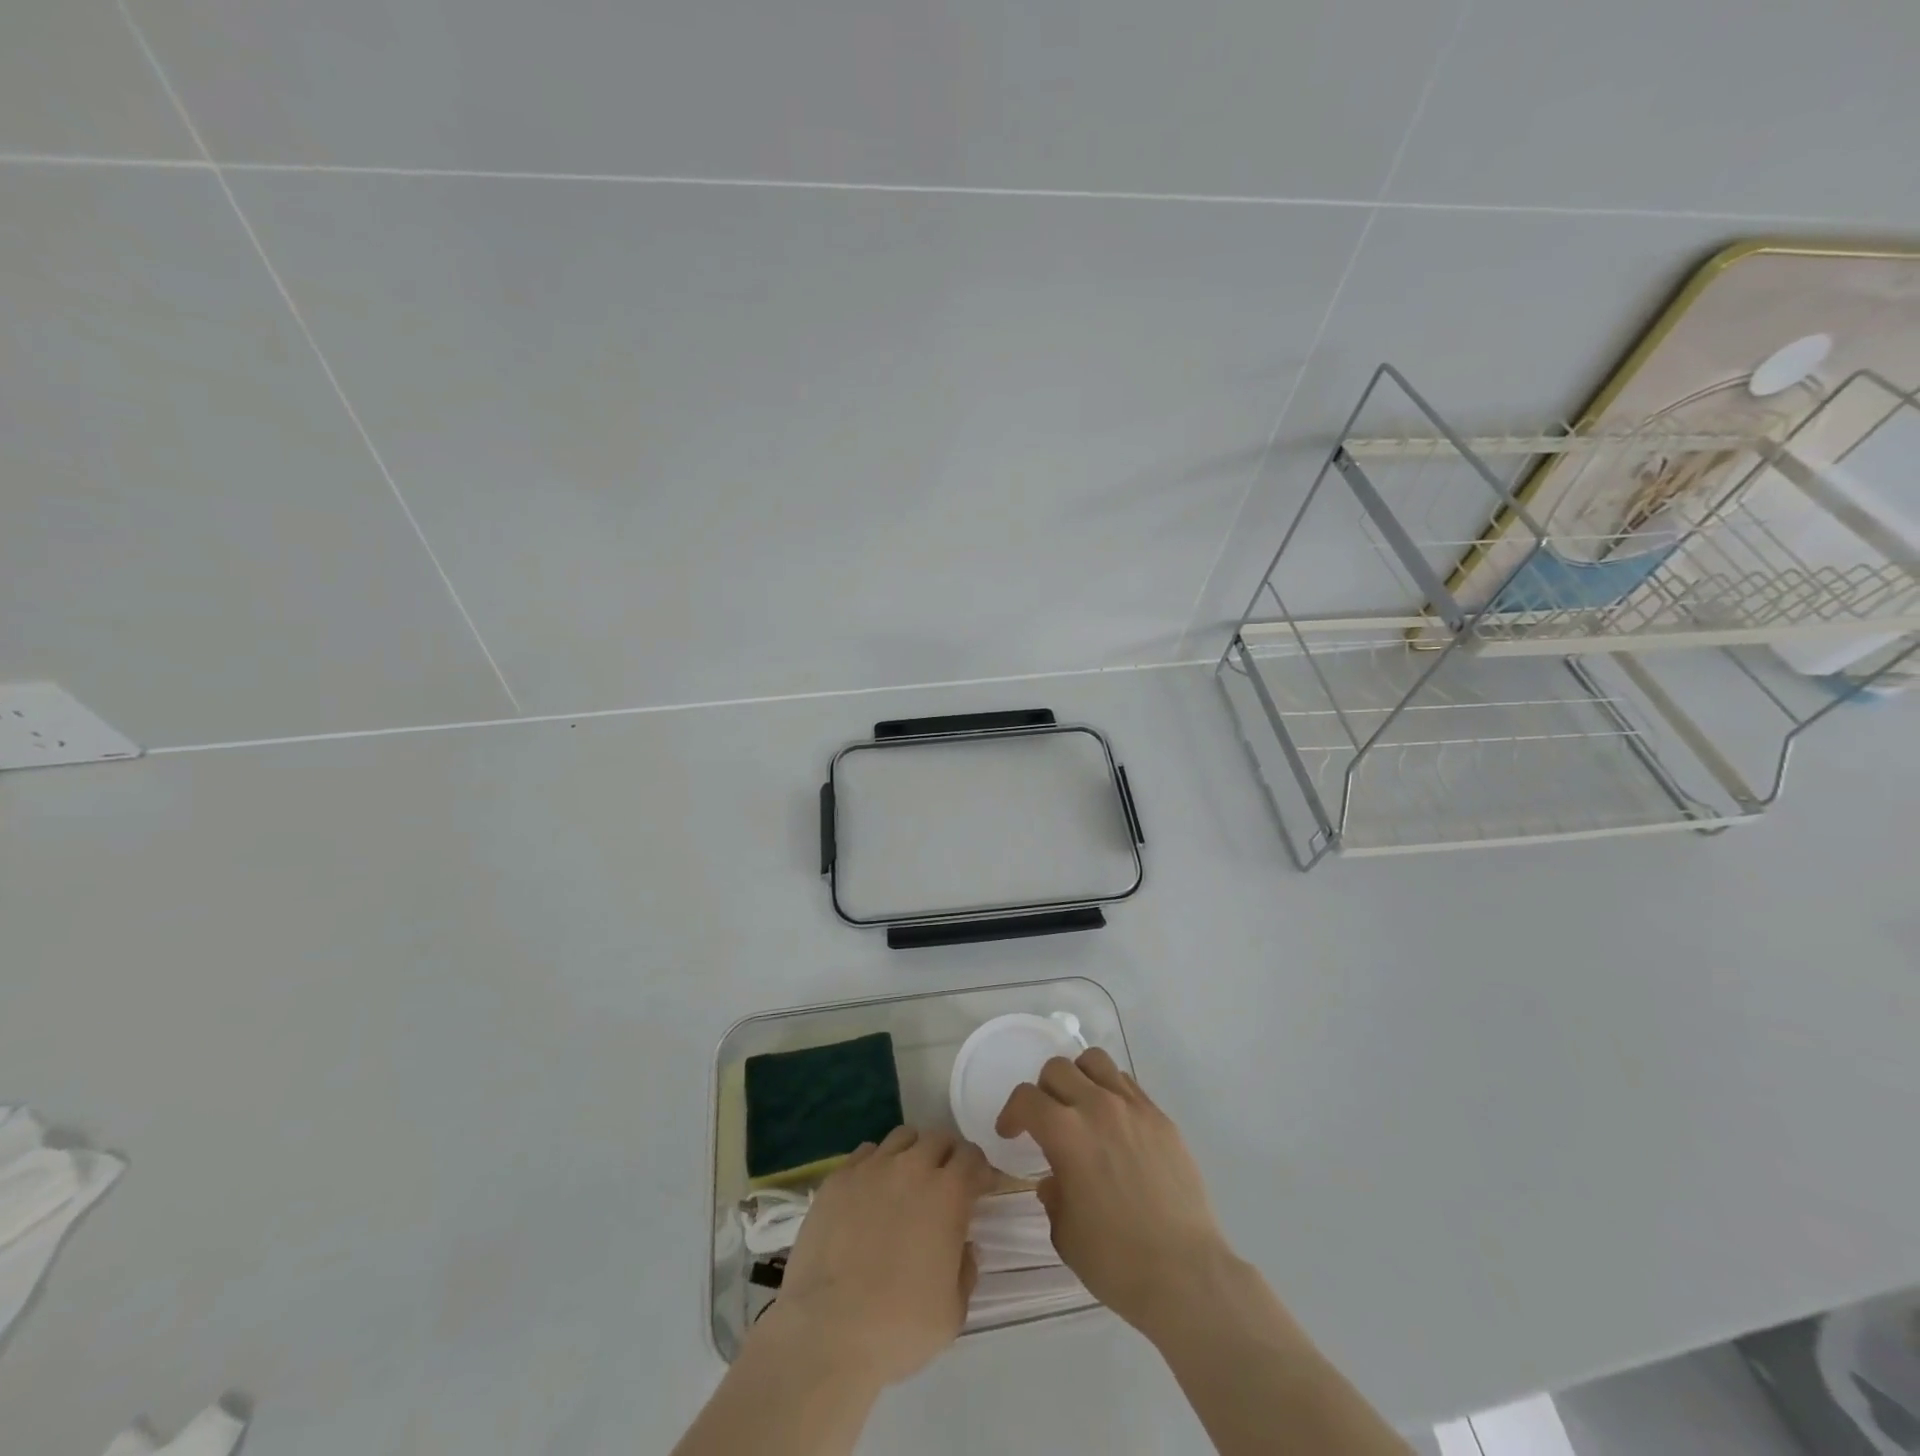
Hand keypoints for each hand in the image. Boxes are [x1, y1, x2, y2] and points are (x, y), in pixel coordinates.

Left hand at [754, 1125, 994, 1390]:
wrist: (826, 1331)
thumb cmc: (898, 1327)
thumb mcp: (953, 1313)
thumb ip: (966, 1270)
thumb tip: (964, 1246)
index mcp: (947, 1194)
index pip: (972, 1157)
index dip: (979, 1170)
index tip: (979, 1188)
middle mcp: (911, 1167)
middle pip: (938, 1138)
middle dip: (948, 1155)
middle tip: (945, 1183)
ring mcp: (871, 1168)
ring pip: (902, 1137)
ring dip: (913, 1152)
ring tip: (908, 1181)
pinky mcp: (838, 1178)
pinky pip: (866, 1153)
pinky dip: (877, 1164)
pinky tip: (871, 1192)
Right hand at [996, 1049, 1232, 1336]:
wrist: (1186, 1274)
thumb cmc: (1117, 1261)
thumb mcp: (1065, 1235)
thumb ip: (1053, 1196)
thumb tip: (1055, 1180)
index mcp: (1066, 1133)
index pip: (1026, 1098)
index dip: (1012, 1113)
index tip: (1010, 1133)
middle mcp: (1098, 1107)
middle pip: (1058, 1068)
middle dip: (1043, 1090)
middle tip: (1045, 1120)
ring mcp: (1134, 1108)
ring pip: (1095, 1062)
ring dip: (1078, 1078)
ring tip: (1080, 1108)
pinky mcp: (1161, 1118)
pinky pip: (1128, 1084)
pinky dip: (1111, 1092)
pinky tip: (1114, 1125)